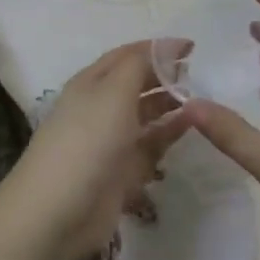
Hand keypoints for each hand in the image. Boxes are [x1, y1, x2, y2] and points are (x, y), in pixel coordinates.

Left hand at [0, 40, 193, 259]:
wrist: (57, 213)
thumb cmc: (86, 140)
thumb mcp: (113, 91)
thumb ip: (141, 64)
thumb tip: (169, 46)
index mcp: (92, 82)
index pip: (128, 55)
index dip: (158, 48)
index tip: (193, 47)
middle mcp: (101, 107)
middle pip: (138, 83)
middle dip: (166, 76)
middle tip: (201, 75)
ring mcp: (112, 141)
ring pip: (146, 114)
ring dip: (171, 105)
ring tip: (202, 100)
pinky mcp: (123, 172)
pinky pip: (151, 146)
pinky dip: (170, 134)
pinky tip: (191, 127)